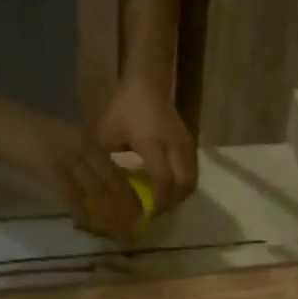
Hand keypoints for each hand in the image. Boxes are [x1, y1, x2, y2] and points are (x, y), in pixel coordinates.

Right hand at [0, 89, 143, 238]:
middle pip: (115, 182)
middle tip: (132, 232)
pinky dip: (81, 212)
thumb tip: (90, 188)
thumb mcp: (56, 142)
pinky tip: (86, 225)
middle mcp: (83, 144)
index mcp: (87, 138)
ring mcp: (66, 154)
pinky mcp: (48, 166)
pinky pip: (72, 194)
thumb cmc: (18, 130)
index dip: (130, 195)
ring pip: (99, 190)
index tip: (138, 216)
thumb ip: (75, 161)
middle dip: (127, 210)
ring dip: (110, 216)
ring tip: (117, 235)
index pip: (117, 169)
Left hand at [93, 79, 196, 213]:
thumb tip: (104, 189)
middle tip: (155, 213)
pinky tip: (168, 189)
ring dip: (179, 197)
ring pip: (192, 181)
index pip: (163, 181)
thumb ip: (107, 161)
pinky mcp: (190, 145)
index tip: (146, 214)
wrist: (148, 83)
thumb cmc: (124, 107)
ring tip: (162, 204)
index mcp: (153, 144)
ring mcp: (186, 145)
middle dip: (172, 204)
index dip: (157, 202)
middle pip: (184, 186)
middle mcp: (174, 146)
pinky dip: (183, 186)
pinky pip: (193, 172)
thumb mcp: (107, 133)